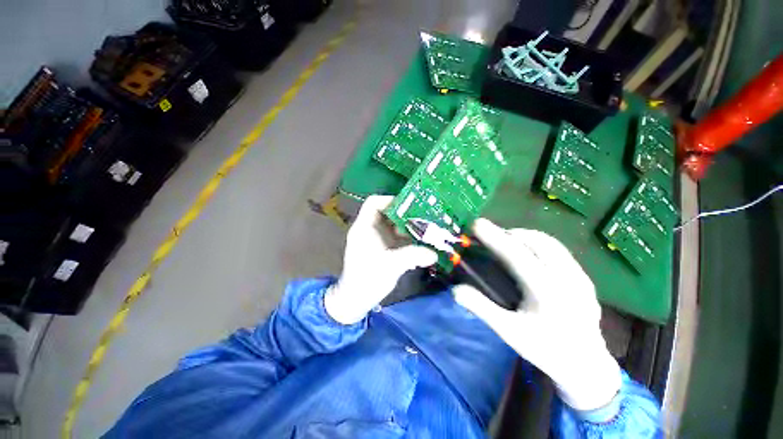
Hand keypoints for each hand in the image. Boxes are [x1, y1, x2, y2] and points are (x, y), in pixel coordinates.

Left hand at [324, 195, 437, 324]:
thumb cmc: (367, 279)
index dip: (391, 200)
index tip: (410, 206)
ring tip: (425, 229)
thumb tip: (434, 254)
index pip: (374, 203)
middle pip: (387, 213)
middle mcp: (369, 229)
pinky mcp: (381, 247)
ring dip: (408, 227)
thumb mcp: (391, 265)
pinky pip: (395, 236)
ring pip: (392, 225)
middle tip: (423, 218)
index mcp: (364, 227)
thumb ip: (413, 256)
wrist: (356, 299)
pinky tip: (419, 242)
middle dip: (405, 214)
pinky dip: (406, 237)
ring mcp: (375, 238)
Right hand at [453, 219, 620, 410]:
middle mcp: (567, 280)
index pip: (517, 256)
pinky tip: (529, 252)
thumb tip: (455, 289)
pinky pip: (559, 250)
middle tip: (491, 235)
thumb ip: (481, 307)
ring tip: (507, 240)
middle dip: (510, 233)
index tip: (477, 224)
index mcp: (547, 294)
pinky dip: (538, 243)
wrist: (585, 365)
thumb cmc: (544, 348)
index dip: (495, 238)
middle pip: (537, 242)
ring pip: (550, 243)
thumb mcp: (508, 331)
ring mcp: (580, 278)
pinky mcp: (585, 278)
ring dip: (525, 236)